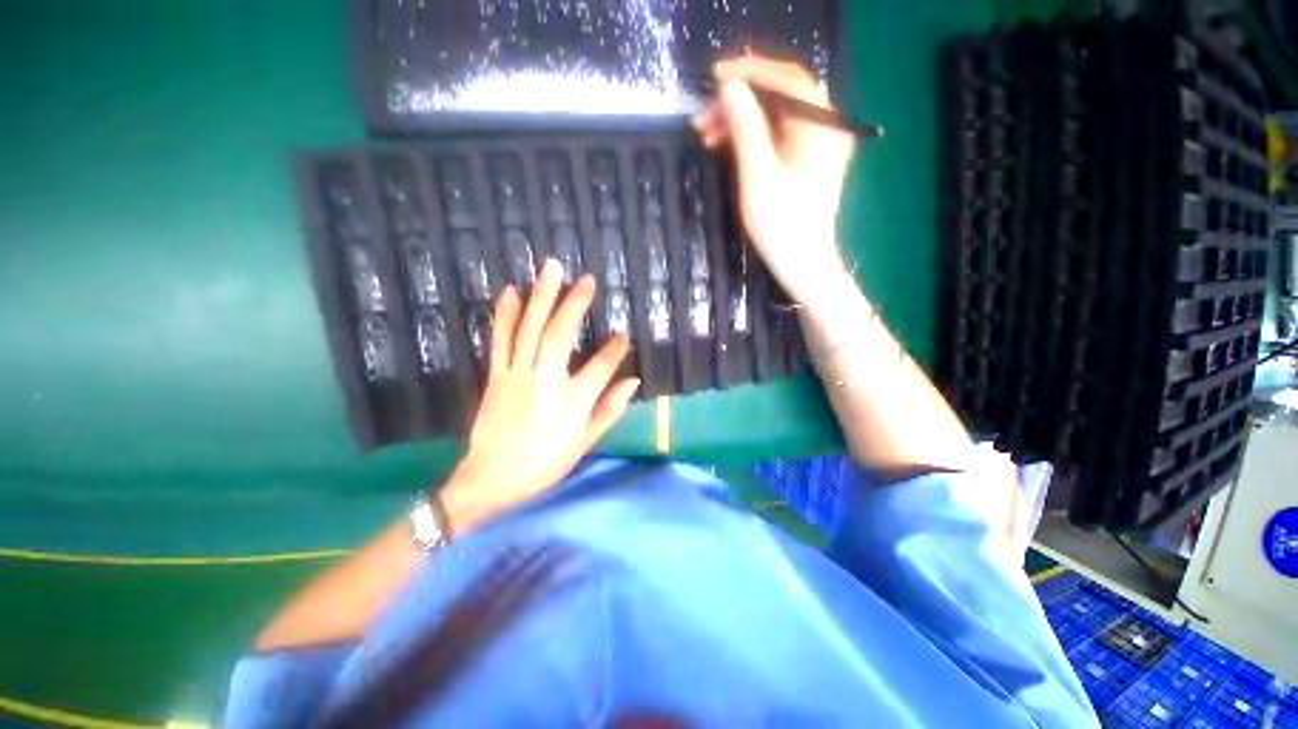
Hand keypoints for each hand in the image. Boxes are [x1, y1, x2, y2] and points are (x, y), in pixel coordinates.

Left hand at [440, 259, 639, 534]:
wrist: (491, 478)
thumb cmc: (544, 463)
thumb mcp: (584, 443)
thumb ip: (610, 409)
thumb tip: (633, 381)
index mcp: (572, 402)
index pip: (601, 366)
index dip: (615, 349)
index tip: (623, 334)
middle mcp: (545, 381)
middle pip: (560, 335)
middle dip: (575, 304)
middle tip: (586, 279)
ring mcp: (517, 374)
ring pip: (530, 329)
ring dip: (541, 297)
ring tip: (551, 269)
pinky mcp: (497, 375)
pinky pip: (501, 340)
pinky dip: (505, 314)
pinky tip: (510, 291)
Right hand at [692, 56, 856, 303]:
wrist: (803, 263)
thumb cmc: (782, 226)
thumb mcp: (758, 177)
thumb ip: (746, 129)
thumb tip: (730, 88)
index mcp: (820, 126)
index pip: (786, 79)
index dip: (749, 72)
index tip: (714, 77)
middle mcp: (824, 126)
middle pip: (779, 95)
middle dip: (739, 101)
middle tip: (702, 118)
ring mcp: (817, 142)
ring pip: (775, 115)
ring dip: (740, 119)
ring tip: (706, 135)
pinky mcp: (807, 158)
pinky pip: (777, 134)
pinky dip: (751, 135)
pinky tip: (726, 144)